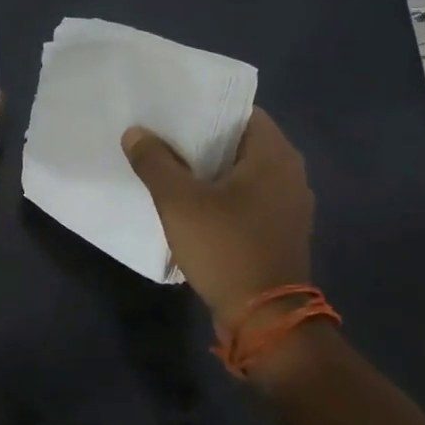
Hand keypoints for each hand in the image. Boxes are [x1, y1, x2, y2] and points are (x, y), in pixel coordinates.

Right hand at [121, 108, 314, 323]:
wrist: (265, 318)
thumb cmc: (226, 247)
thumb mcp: (179, 201)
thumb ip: (154, 162)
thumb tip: (135, 132)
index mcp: (275, 156)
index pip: (241, 111)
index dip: (204, 106)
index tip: (170, 109)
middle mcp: (289, 174)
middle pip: (239, 141)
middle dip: (200, 138)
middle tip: (159, 133)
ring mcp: (287, 205)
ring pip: (241, 172)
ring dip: (208, 168)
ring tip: (167, 163)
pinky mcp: (278, 231)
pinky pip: (245, 197)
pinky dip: (219, 193)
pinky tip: (188, 200)